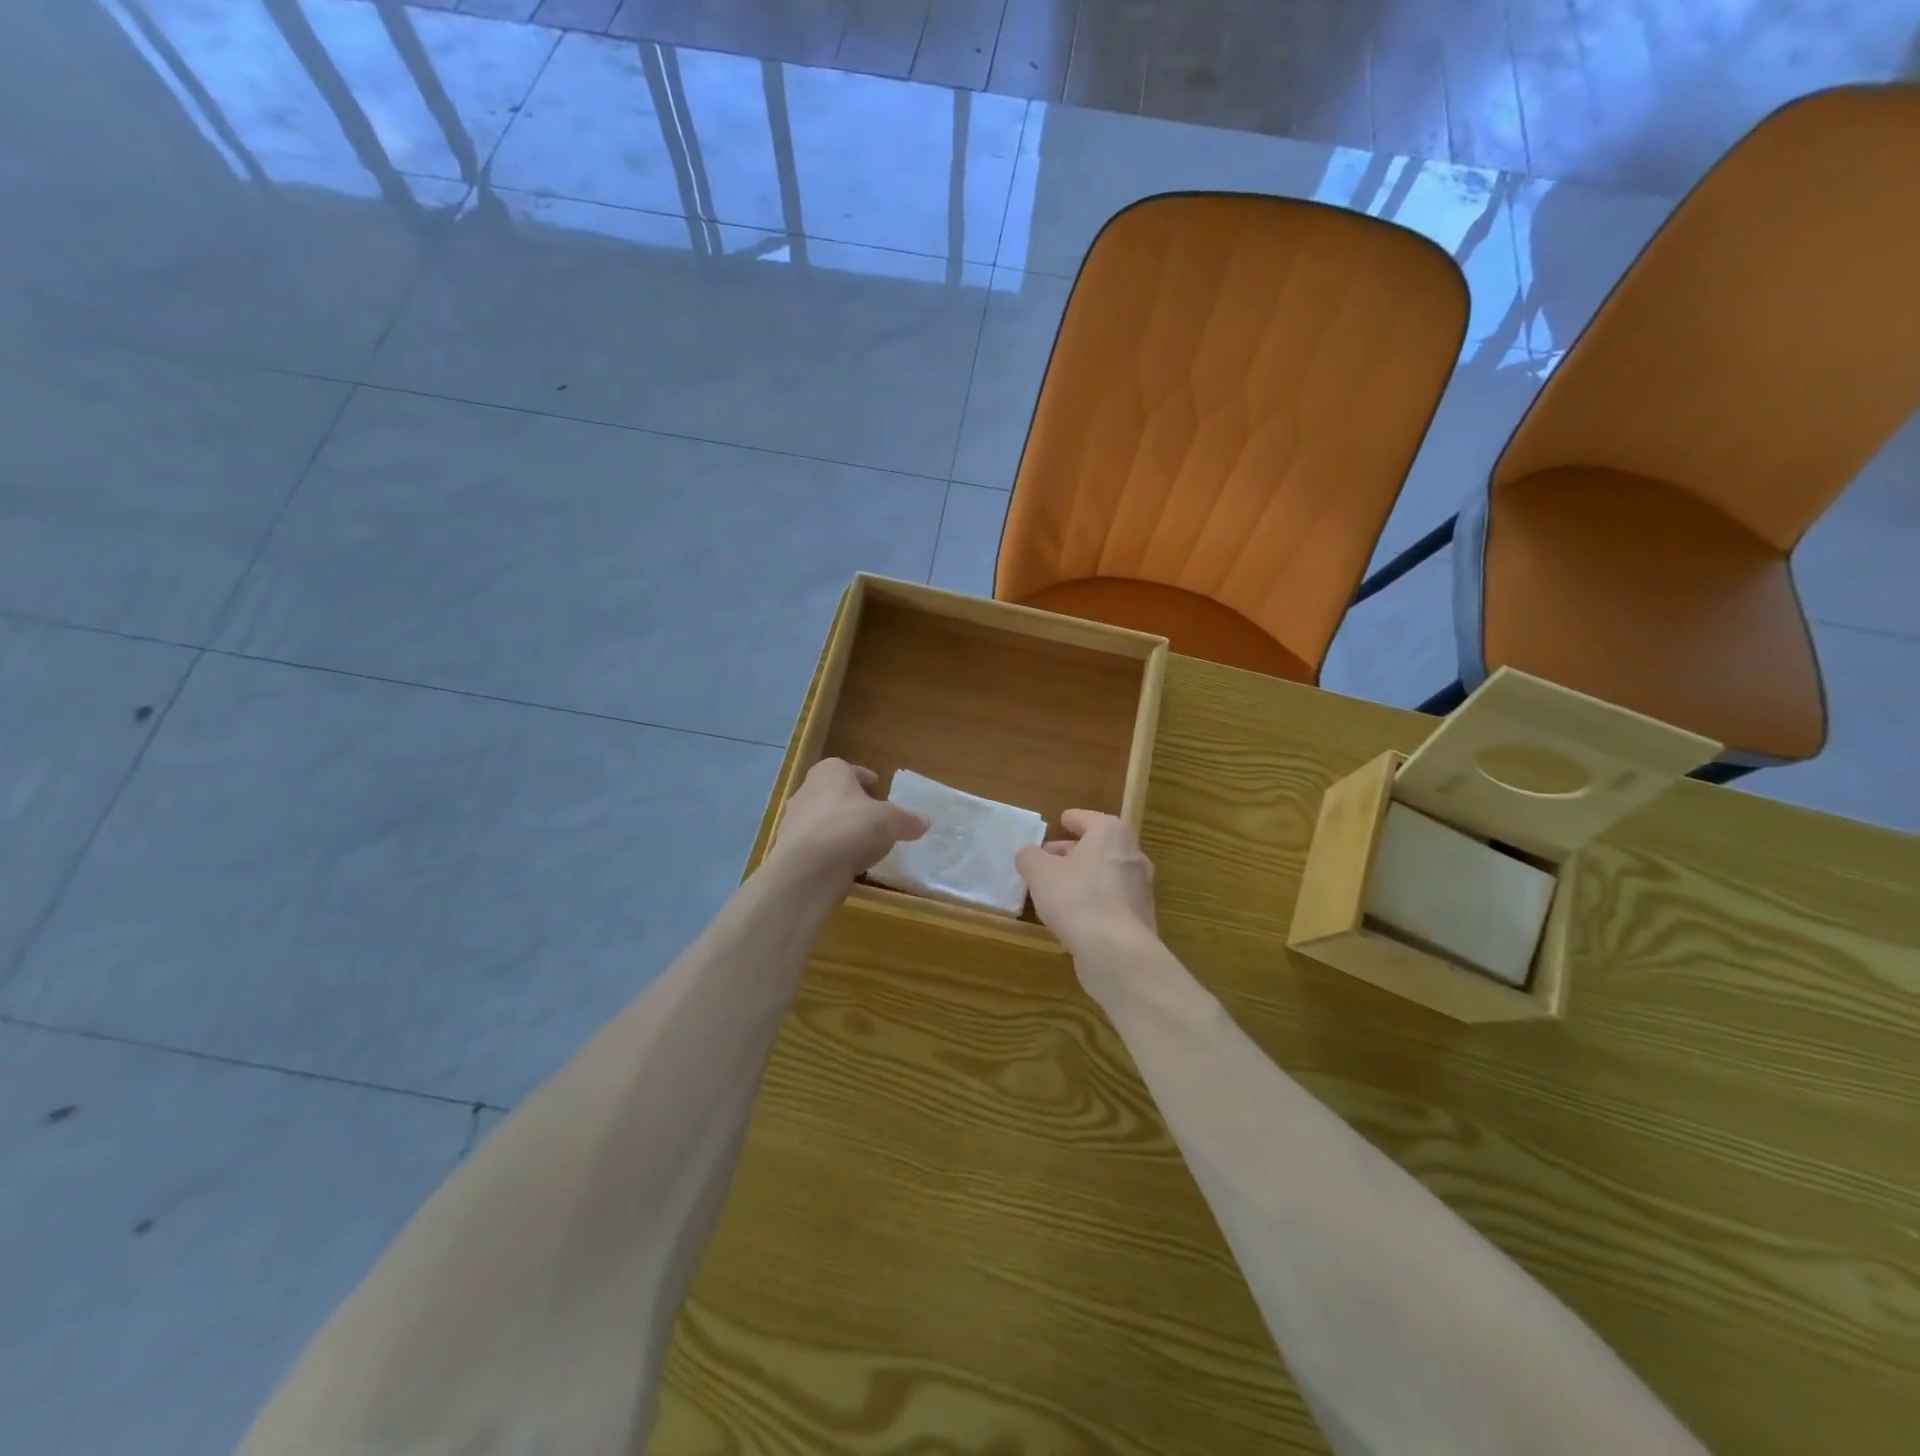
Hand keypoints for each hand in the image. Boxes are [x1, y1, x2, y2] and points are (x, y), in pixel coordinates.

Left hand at [768, 759, 927, 888]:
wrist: (807, 869)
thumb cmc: (851, 828)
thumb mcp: (891, 821)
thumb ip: (907, 820)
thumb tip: (924, 822)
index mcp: (830, 772)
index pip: (849, 769)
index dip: (865, 778)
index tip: (877, 786)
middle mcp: (807, 790)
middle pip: (835, 794)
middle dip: (852, 804)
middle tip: (873, 816)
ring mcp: (794, 821)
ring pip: (824, 820)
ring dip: (842, 829)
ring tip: (864, 844)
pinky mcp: (790, 850)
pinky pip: (818, 846)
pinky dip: (832, 851)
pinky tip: (848, 864)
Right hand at [1016, 810, 1157, 959]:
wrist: (1118, 952)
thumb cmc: (1077, 899)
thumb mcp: (1040, 873)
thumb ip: (1030, 857)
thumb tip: (1028, 854)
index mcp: (1110, 834)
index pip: (1088, 818)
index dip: (1072, 820)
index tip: (1060, 822)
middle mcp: (1131, 854)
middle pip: (1098, 846)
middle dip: (1073, 851)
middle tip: (1048, 860)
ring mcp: (1140, 887)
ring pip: (1106, 873)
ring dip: (1083, 877)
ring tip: (1056, 889)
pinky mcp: (1140, 917)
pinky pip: (1112, 900)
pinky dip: (1094, 900)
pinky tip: (1074, 915)